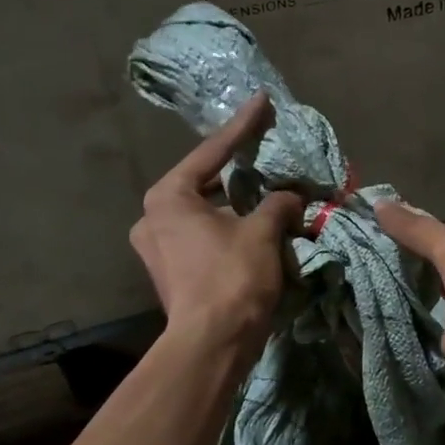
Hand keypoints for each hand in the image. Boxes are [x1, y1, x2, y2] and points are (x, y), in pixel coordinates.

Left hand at [132, 92, 303, 358]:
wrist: (211, 344)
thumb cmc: (232, 278)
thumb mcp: (262, 232)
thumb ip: (278, 204)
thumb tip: (291, 196)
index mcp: (168, 197)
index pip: (213, 152)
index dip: (243, 126)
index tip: (262, 100)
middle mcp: (153, 217)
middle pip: (205, 183)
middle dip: (239, 174)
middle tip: (265, 156)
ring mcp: (157, 248)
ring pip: (206, 214)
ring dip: (237, 207)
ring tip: (268, 198)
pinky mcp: (170, 272)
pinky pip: (204, 237)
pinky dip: (229, 229)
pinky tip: (255, 230)